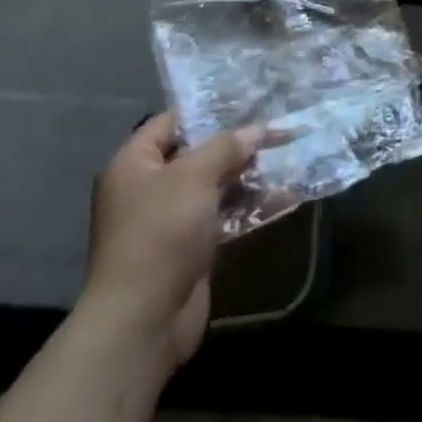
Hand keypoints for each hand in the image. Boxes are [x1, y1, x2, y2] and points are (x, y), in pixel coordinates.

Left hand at [82, 113, 263, 368]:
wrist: (143, 320)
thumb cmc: (161, 232)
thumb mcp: (195, 176)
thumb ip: (228, 146)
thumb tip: (259, 128)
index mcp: (134, 164)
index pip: (171, 122)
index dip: (208, 109)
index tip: (248, 101)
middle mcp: (147, 189)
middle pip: (196, 153)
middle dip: (236, 143)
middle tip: (276, 127)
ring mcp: (168, 221)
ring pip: (213, 186)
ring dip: (247, 174)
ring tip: (287, 155)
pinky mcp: (188, 249)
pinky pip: (222, 216)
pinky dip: (247, 206)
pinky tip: (282, 195)